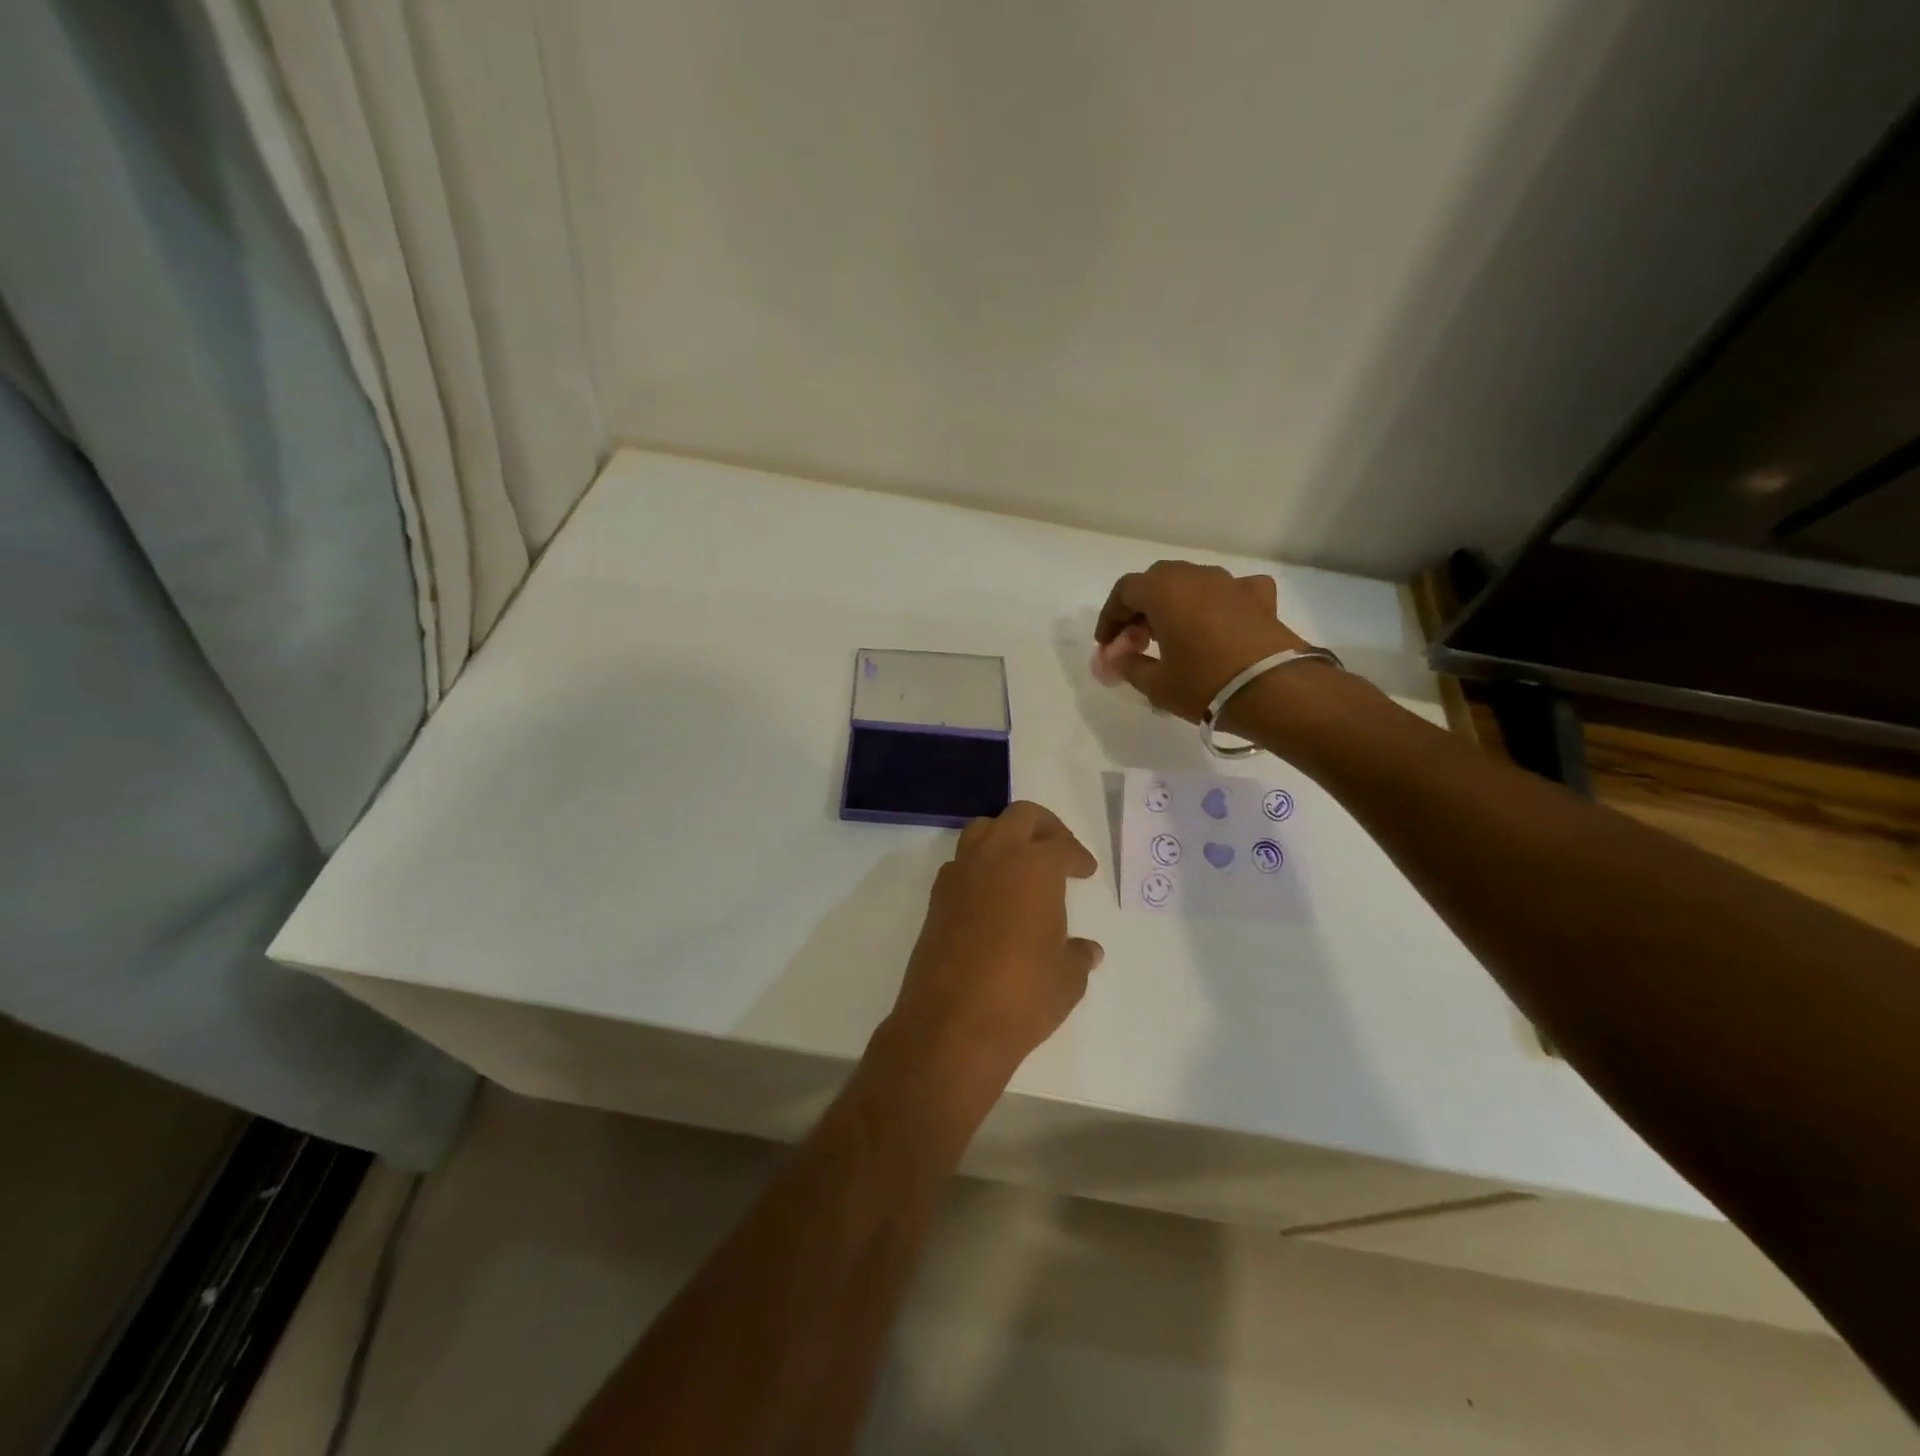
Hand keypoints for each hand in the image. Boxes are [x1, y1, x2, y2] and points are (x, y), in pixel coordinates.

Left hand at [878, 803, 1102, 1107]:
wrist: (952, 1023)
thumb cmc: (1023, 995)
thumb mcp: (1067, 978)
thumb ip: (1078, 956)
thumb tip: (1087, 950)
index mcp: (1034, 867)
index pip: (1061, 846)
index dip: (1078, 856)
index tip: (1085, 870)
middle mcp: (995, 858)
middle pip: (1020, 817)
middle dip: (1044, 827)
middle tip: (1058, 849)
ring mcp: (960, 875)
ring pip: (983, 830)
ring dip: (1005, 836)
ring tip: (1022, 863)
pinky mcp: (937, 898)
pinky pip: (961, 862)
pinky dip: (979, 865)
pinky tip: (992, 893)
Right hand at [1093, 560, 1308, 723]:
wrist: (1276, 691)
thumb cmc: (1205, 685)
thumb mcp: (1156, 684)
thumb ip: (1129, 666)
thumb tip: (1115, 660)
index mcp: (1164, 591)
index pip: (1124, 591)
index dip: (1111, 617)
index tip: (1107, 645)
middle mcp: (1196, 576)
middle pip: (1157, 580)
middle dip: (1140, 608)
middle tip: (1136, 641)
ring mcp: (1231, 583)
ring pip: (1192, 582)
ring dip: (1175, 603)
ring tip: (1172, 636)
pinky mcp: (1260, 597)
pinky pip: (1230, 590)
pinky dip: (1217, 602)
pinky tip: (1218, 622)